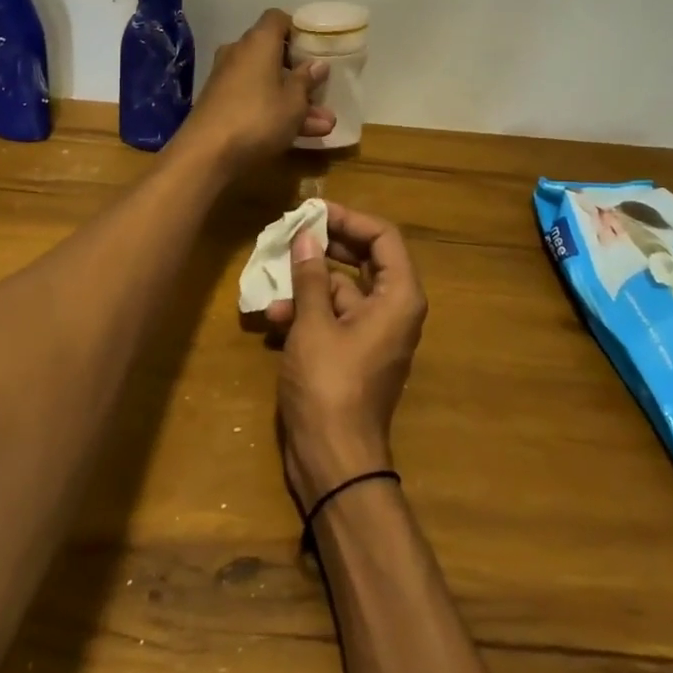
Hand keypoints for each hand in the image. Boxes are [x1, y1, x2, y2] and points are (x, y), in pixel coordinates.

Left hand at [173, 9, 333, 171]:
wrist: (205, 154)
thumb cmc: (257, 118)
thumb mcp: (293, 102)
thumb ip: (307, 81)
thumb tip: (317, 64)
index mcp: (258, 42)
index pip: (277, 19)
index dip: (297, 29)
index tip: (315, 48)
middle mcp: (239, 53)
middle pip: (273, 53)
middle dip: (300, 75)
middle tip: (323, 92)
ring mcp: (226, 79)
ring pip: (266, 82)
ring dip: (293, 101)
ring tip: (323, 126)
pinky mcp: (219, 103)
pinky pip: (254, 99)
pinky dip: (274, 112)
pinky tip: (299, 136)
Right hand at [274, 205, 427, 503]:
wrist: (334, 460)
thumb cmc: (330, 386)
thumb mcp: (314, 324)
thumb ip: (310, 276)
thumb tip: (306, 236)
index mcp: (398, 297)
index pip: (383, 237)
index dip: (349, 219)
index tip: (314, 211)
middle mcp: (393, 309)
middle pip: (364, 259)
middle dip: (325, 247)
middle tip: (292, 232)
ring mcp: (374, 332)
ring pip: (342, 288)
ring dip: (307, 284)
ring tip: (273, 280)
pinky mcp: (354, 352)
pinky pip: (334, 316)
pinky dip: (307, 312)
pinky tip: (274, 318)